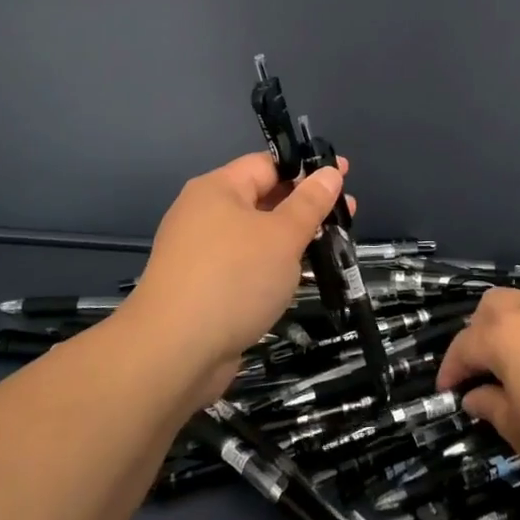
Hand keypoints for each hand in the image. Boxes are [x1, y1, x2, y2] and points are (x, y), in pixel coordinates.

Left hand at [121, 152, 350, 401]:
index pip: (268, 165)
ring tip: (333, 246)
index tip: (344, 177)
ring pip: (257, 235)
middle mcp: (205, 214)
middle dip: (305, 206)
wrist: (172, 354)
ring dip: (293, 238)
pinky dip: (273, 266)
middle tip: (347, 214)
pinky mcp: (204, 288)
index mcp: (218, 189)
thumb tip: (330, 172)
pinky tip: (301, 277)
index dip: (307, 168)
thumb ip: (309, 203)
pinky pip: (246, 265)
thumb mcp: (282, 236)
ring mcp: (201, 253)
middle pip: (263, 198)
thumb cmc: (233, 279)